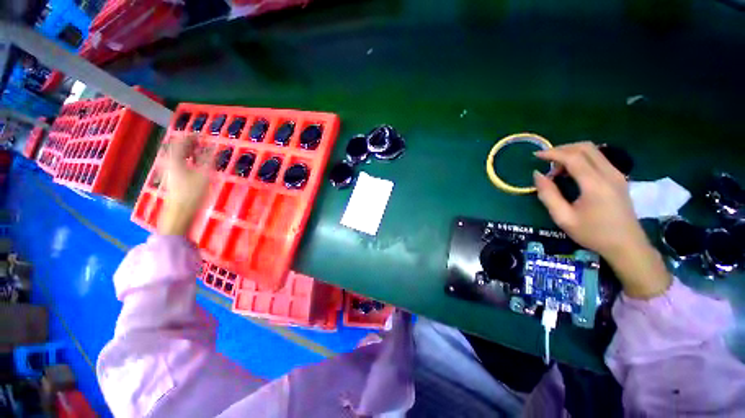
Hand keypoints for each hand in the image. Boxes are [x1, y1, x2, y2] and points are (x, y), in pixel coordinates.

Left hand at [158, 135, 210, 235]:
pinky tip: (194, 163)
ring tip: (199, 150)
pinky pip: (178, 162)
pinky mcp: (172, 178)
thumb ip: (208, 159)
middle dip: (189, 143)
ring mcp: (169, 171)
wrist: (180, 212)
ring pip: (177, 155)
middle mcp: (169, 163)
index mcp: (175, 160)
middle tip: (201, 141)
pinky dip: (186, 159)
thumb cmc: (192, 193)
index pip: (181, 142)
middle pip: (176, 148)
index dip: (191, 136)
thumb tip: (213, 146)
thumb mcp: (204, 175)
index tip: (203, 134)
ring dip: (188, 151)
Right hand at [533, 142, 670, 298]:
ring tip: (557, 169)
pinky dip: (581, 159)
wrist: (627, 246)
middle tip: (546, 160)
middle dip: (562, 149)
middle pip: (585, 148)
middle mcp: (609, 174)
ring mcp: (617, 175)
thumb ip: (548, 195)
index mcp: (595, 184)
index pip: (573, 157)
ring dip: (572, 154)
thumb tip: (537, 175)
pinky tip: (571, 173)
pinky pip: (598, 159)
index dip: (552, 153)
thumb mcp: (563, 218)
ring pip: (593, 151)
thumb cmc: (593, 234)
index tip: (536, 155)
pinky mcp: (619, 178)